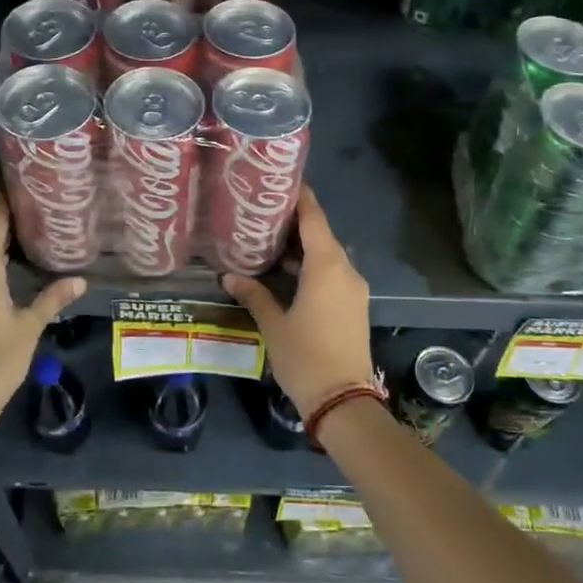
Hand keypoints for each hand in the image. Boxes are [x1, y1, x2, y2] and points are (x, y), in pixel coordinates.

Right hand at [222, 186, 373, 415]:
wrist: (344, 401)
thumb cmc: (306, 357)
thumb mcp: (273, 324)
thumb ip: (253, 294)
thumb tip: (229, 275)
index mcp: (327, 266)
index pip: (314, 218)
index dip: (300, 197)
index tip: (281, 181)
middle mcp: (345, 270)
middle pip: (321, 234)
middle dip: (295, 222)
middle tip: (263, 211)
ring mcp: (353, 288)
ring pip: (327, 255)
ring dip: (302, 246)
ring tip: (269, 239)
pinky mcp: (353, 304)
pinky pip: (332, 272)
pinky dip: (312, 265)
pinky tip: (287, 271)